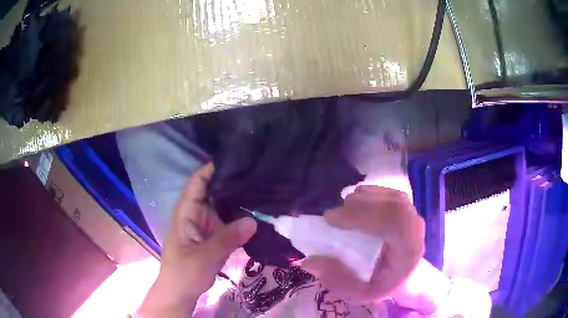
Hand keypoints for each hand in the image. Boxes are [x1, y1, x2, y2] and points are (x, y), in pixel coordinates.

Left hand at [138, 163, 256, 316]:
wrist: (180, 291)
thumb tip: (254, 220)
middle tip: (257, 173)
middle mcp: (195, 213)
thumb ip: (228, 238)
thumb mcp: (205, 256)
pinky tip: (256, 211)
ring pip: (221, 204)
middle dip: (231, 180)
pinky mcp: (212, 235)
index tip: (237, 159)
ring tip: (262, 187)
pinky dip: (239, 215)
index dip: (212, 168)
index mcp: (186, 212)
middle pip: (212, 190)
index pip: (197, 181)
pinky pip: (227, 220)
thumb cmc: (185, 272)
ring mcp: (205, 224)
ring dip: (237, 197)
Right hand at [300, 185, 424, 301]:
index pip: (393, 221)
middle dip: (358, 205)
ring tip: (343, 212)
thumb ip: (336, 280)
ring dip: (362, 199)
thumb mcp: (359, 292)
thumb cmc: (383, 283)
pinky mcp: (405, 205)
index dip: (361, 215)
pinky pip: (387, 192)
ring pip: (388, 195)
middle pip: (392, 203)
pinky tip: (355, 205)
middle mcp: (415, 227)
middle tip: (332, 216)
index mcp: (409, 250)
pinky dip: (367, 195)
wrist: (406, 274)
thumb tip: (309, 261)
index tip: (331, 220)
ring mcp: (412, 213)